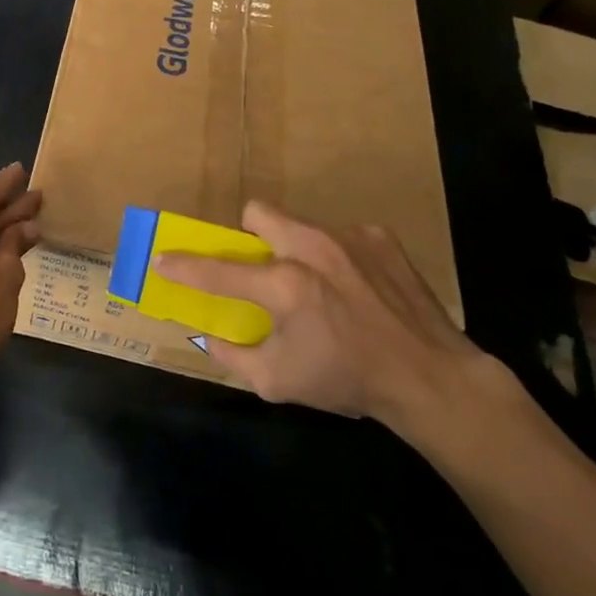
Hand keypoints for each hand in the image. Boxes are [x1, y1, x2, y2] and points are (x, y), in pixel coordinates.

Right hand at [153, 202, 498, 441]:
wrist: (432, 377)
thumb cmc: (349, 381)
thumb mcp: (279, 382)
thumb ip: (233, 356)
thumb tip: (207, 336)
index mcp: (286, 286)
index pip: (218, 269)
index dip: (184, 266)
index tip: (163, 260)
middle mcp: (313, 248)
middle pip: (258, 212)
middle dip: (250, 235)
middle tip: (262, 268)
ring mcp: (349, 236)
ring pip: (300, 224)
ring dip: (296, 248)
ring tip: (319, 285)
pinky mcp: (379, 236)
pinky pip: (339, 235)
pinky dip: (336, 257)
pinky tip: (356, 288)